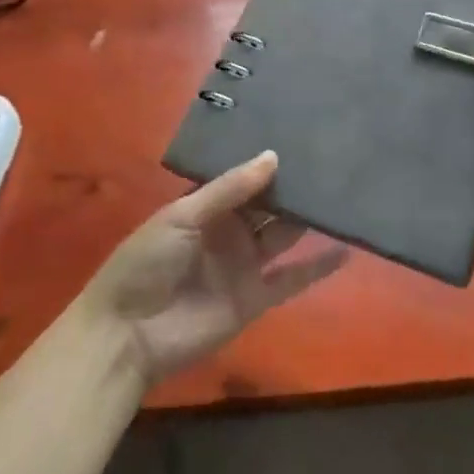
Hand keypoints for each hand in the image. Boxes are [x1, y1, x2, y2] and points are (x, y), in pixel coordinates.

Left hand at [82, 152, 347, 383]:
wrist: (128, 334)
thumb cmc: (146, 262)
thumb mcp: (182, 216)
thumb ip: (229, 190)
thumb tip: (273, 156)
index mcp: (207, 207)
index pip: (245, 179)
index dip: (269, 162)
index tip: (301, 138)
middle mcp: (230, 231)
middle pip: (268, 205)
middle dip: (293, 187)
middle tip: (331, 160)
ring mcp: (244, 265)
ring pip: (283, 235)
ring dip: (308, 219)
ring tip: (344, 194)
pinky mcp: (255, 298)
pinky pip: (291, 280)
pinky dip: (317, 267)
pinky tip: (345, 249)